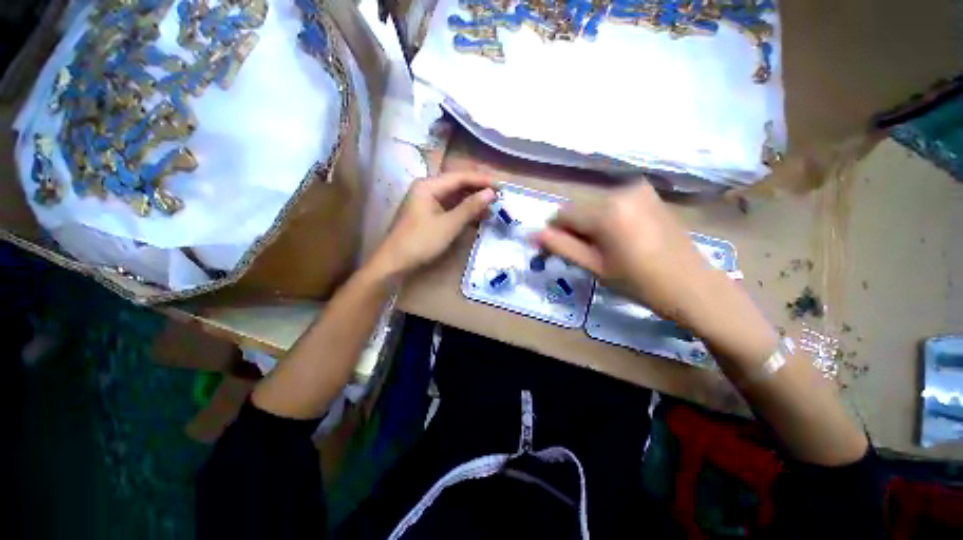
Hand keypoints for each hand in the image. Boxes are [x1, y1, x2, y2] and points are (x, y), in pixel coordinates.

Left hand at [369, 171, 495, 277]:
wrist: (394, 262)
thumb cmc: (420, 242)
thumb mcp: (448, 225)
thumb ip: (470, 207)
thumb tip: (491, 193)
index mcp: (428, 185)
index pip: (460, 177)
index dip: (482, 180)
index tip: (501, 186)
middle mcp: (427, 188)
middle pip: (457, 184)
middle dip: (478, 190)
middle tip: (499, 196)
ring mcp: (426, 202)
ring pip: (454, 196)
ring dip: (472, 201)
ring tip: (492, 207)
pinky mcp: (428, 214)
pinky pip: (449, 207)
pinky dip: (463, 211)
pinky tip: (476, 216)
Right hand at [535, 180, 776, 365]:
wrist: (692, 286)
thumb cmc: (639, 283)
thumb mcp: (594, 267)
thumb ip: (561, 247)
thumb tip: (533, 234)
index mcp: (606, 211)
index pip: (562, 215)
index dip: (555, 233)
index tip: (558, 252)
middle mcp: (620, 190)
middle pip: (579, 209)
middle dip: (575, 230)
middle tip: (588, 255)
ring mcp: (638, 189)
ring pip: (594, 206)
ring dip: (591, 225)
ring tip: (607, 248)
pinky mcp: (649, 194)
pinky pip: (613, 203)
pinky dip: (608, 218)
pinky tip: (622, 237)